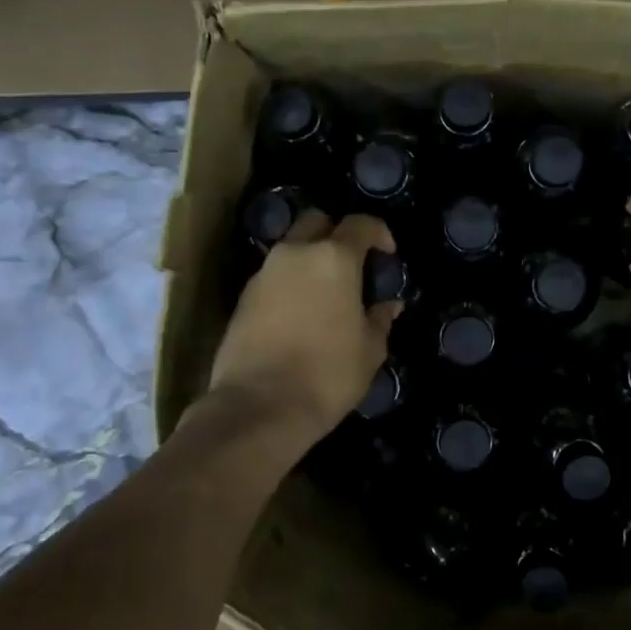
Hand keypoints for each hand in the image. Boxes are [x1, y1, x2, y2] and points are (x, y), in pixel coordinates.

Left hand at [210, 211, 401, 448]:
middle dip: (336, 233)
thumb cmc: (327, 374)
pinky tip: (300, 313)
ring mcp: (264, 273)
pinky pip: (273, 276)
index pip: (360, 224)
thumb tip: (387, 304)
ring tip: (325, 292)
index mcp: (334, 258)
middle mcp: (295, 254)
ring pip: (291, 248)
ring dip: (310, 259)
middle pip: (317, 222)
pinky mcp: (243, 297)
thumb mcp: (369, 350)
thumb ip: (379, 318)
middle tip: (351, 264)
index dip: (379, 233)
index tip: (387, 254)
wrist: (258, 407)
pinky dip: (289, 283)